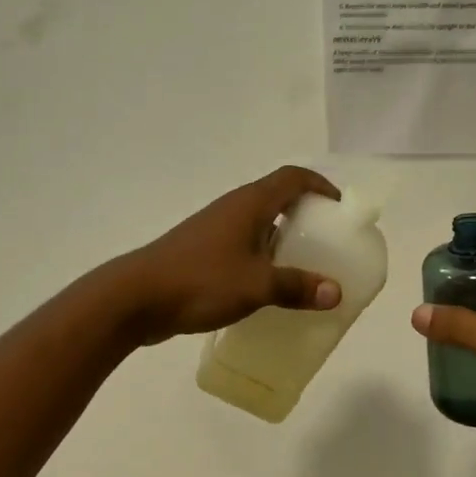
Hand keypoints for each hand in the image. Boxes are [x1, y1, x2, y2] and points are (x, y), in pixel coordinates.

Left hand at [114, 167, 343, 344]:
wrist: (136, 298)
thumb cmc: (200, 280)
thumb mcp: (256, 285)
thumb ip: (297, 287)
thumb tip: (335, 292)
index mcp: (249, 204)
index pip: (293, 178)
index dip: (320, 185)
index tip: (339, 208)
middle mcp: (233, 209)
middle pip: (277, 198)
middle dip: (306, 215)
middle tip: (328, 242)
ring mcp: (215, 230)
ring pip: (259, 225)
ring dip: (283, 239)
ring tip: (305, 267)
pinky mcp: (202, 252)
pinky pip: (244, 246)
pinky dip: (263, 258)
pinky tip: (268, 288)